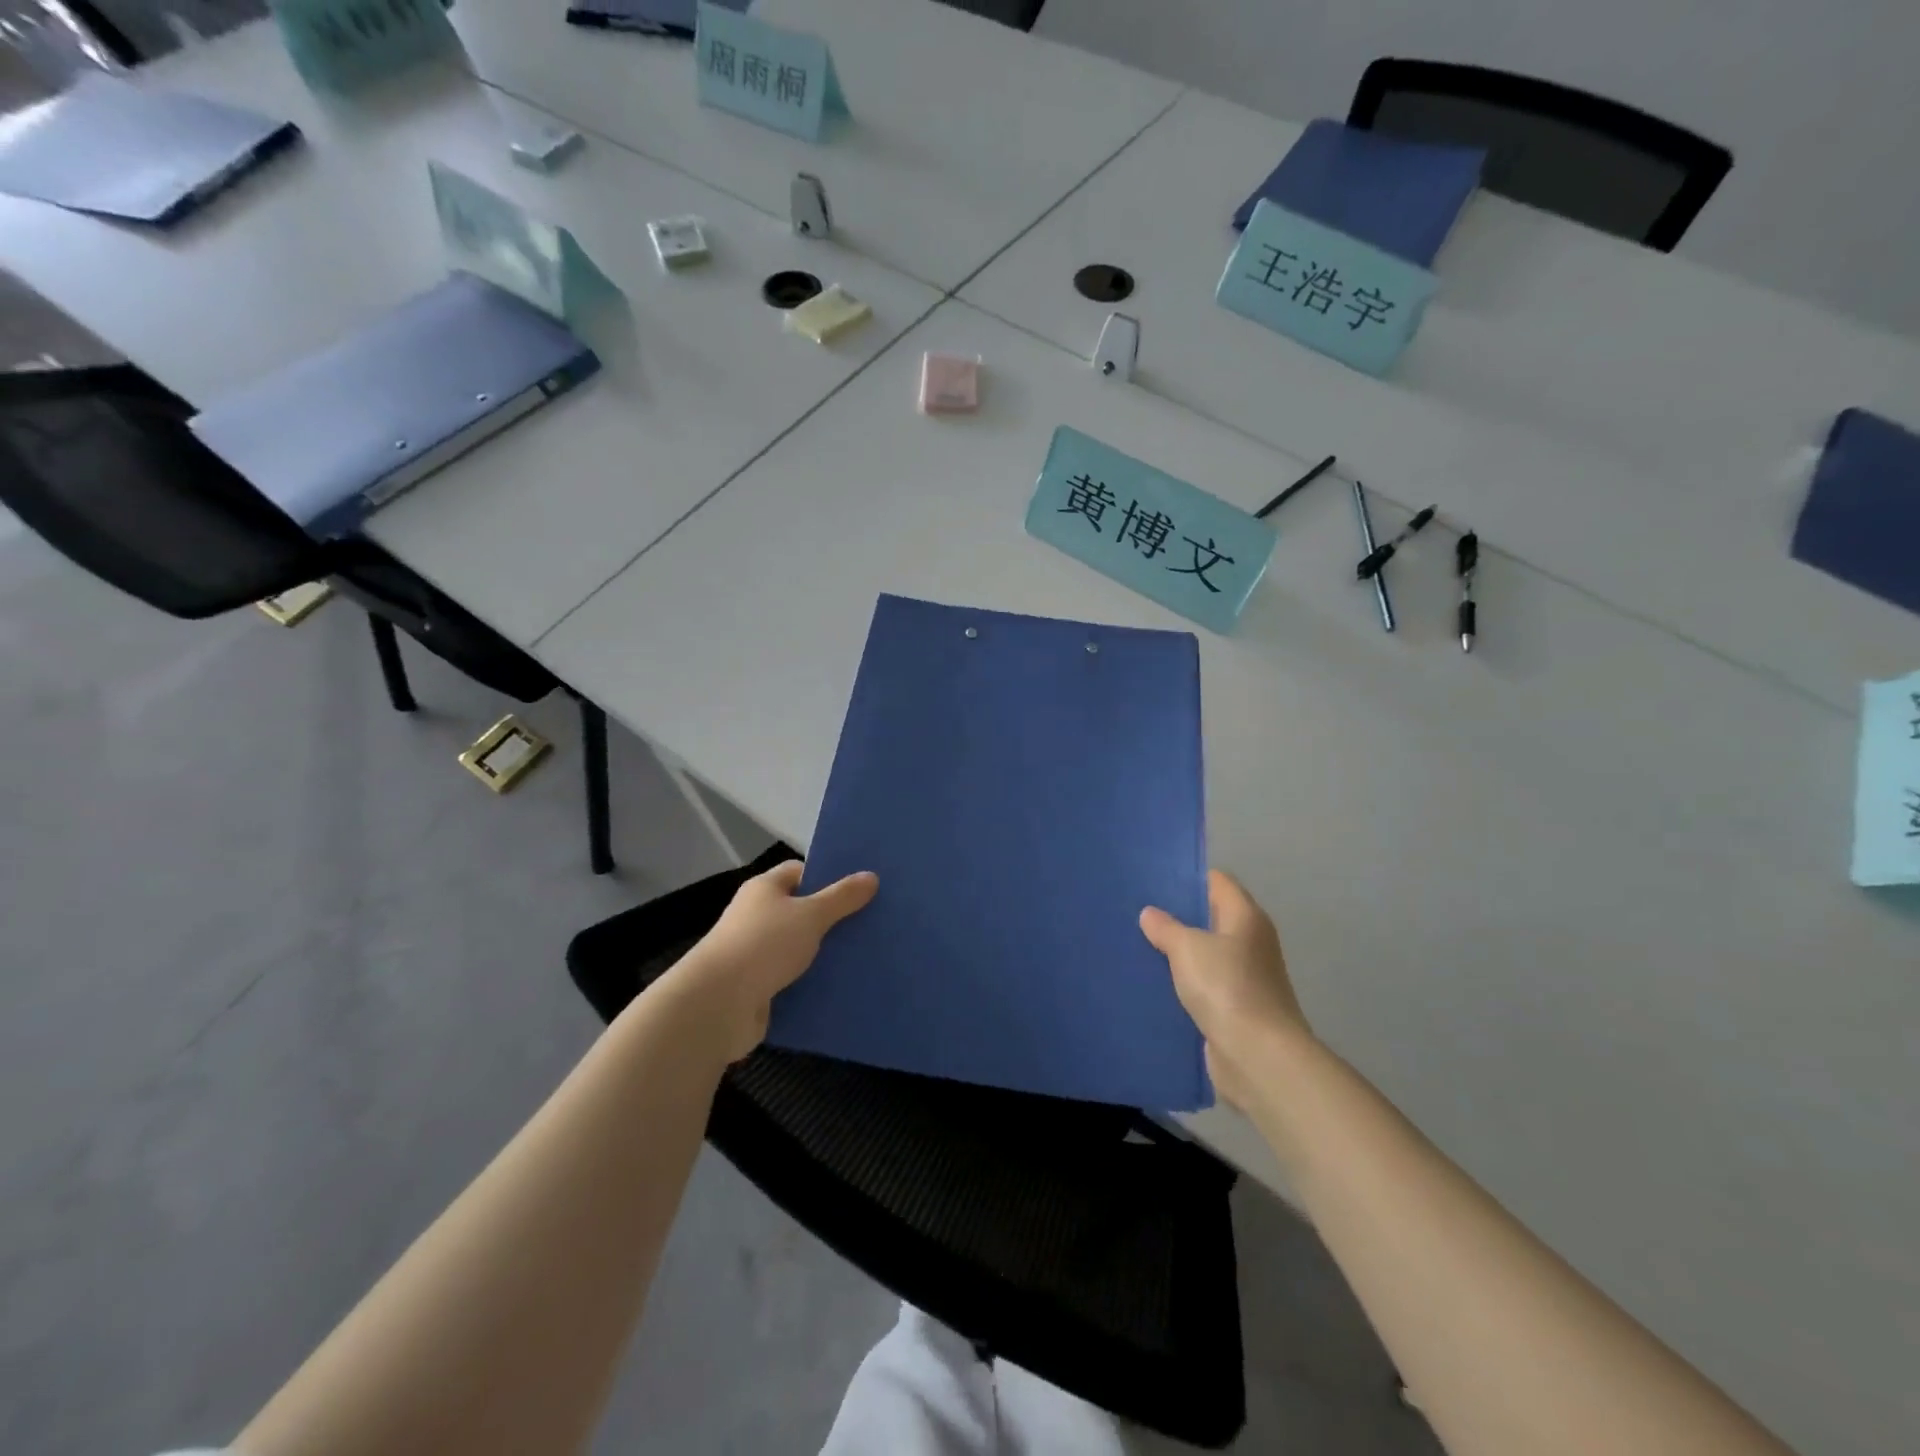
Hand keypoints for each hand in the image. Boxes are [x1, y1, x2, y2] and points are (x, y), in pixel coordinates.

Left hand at [667, 859, 877, 1062]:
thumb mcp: (811, 915)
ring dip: (825, 954)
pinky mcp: (758, 988)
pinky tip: (844, 986)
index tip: (860, 887)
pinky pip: (794, 979)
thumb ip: (842, 897)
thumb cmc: (764, 945)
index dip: (827, 877)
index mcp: (764, 889)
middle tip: (872, 921)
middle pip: (801, 911)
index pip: (799, 872)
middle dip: (833, 918)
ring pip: (800, 948)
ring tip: (866, 954)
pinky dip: (814, 982)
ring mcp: (755, 954)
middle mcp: (757, 917)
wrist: (718, 1005)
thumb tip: (870, 876)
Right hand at [1140, 870, 1310, 1109]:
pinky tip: (1152, 982)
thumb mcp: (1188, 948)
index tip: (1152, 878)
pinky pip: (1203, 985)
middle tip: (1136, 911)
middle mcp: (1250, 942)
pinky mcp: (1235, 1008)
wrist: (1258, 1057)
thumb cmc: (1227, 988)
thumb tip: (1150, 913)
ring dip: (1176, 952)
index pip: (1217, 882)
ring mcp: (1245, 977)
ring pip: (1204, 954)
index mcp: (1246, 917)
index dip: (1187, 877)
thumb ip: (1166, 928)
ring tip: (1136, 943)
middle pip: (1211, 918)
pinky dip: (1182, 983)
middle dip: (1176, 916)